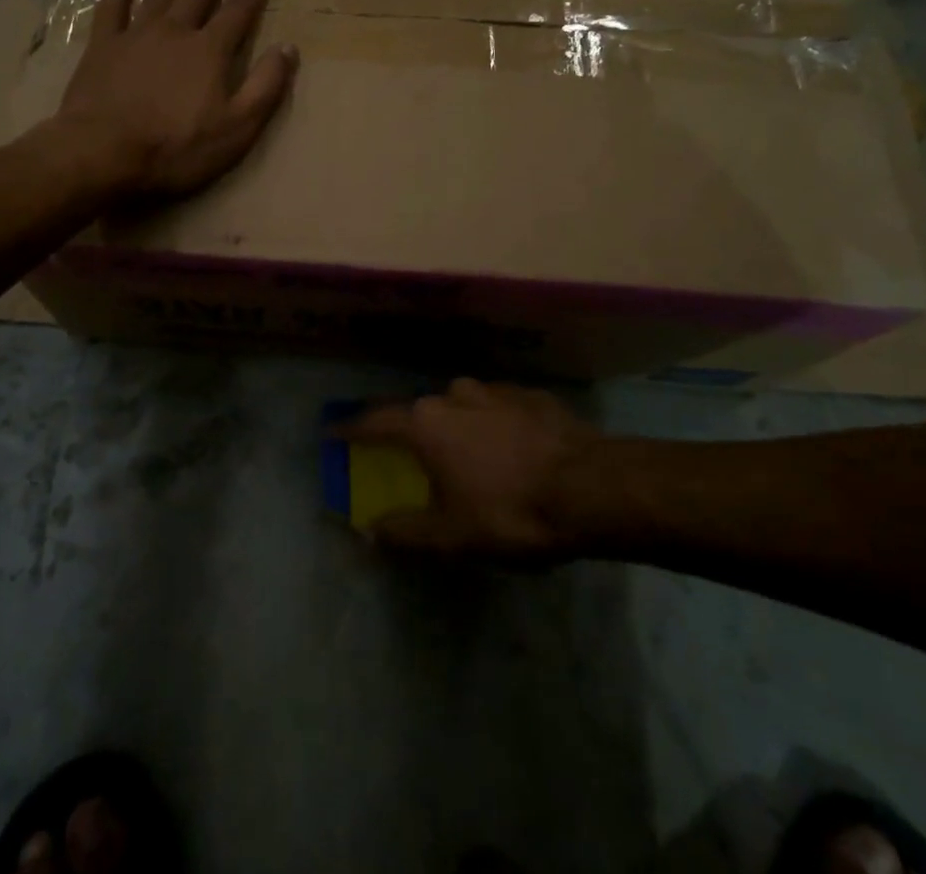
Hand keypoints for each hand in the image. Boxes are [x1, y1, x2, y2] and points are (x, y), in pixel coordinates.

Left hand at [56, 0, 298, 198]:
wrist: (103, 152)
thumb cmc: (176, 147)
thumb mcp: (237, 128)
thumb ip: (264, 87)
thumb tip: (287, 48)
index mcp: (210, 51)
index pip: (238, 10)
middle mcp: (175, 32)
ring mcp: (135, 36)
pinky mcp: (102, 48)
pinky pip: (111, 9)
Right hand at [338, 378, 612, 564]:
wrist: (592, 489)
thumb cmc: (510, 511)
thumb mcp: (451, 535)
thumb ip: (405, 531)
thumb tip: (368, 532)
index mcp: (427, 423)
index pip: (376, 422)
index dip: (352, 428)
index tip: (334, 431)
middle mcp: (454, 395)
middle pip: (423, 412)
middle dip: (416, 432)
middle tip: (419, 456)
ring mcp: (496, 390)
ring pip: (464, 405)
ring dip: (460, 425)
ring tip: (473, 454)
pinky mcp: (533, 395)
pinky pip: (502, 408)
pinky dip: (498, 424)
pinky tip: (515, 448)